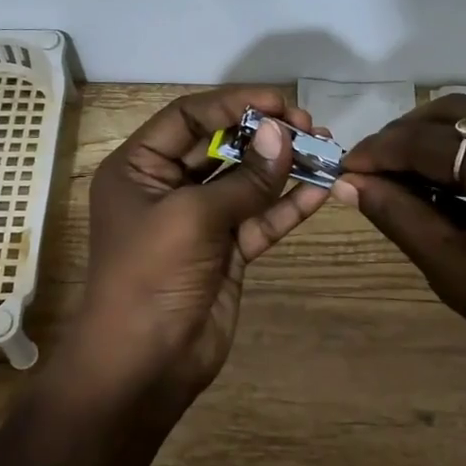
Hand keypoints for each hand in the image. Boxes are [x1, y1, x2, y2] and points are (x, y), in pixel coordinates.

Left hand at [76, 87, 327, 413]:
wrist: (144, 363)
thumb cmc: (151, 275)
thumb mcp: (192, 216)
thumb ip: (244, 178)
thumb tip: (284, 134)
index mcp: (139, 167)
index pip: (188, 117)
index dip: (233, 103)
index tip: (280, 102)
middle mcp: (167, 187)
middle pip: (221, 145)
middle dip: (264, 134)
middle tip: (310, 125)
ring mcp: (200, 221)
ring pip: (246, 182)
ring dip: (283, 167)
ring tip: (326, 149)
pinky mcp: (227, 252)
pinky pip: (260, 219)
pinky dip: (289, 206)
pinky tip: (322, 189)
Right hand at [336, 95, 465, 402]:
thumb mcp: (454, 269)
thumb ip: (398, 215)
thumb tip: (349, 184)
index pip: (433, 141)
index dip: (381, 152)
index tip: (345, 167)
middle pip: (459, 112)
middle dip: (407, 135)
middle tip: (371, 168)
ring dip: (437, 140)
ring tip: (401, 173)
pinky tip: (445, 177)